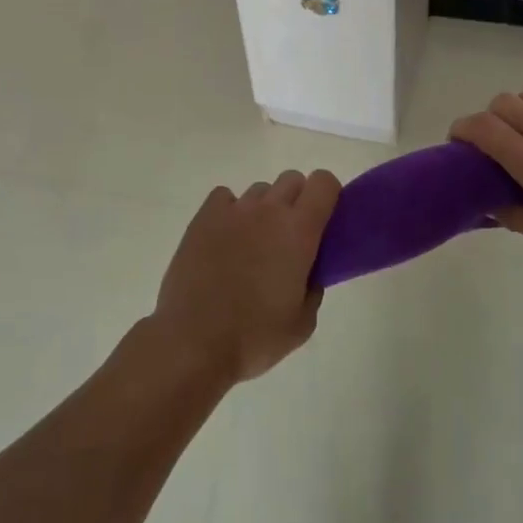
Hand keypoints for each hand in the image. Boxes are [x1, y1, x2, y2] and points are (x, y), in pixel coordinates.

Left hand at [150, 170, 340, 384]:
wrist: (194, 342)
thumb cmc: (255, 337)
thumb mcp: (302, 323)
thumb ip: (313, 288)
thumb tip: (308, 272)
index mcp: (299, 231)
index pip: (323, 183)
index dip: (327, 195)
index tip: (323, 220)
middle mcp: (269, 210)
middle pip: (292, 180)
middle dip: (297, 201)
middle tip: (289, 237)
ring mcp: (234, 210)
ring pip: (259, 190)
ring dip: (263, 209)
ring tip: (252, 244)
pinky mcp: (203, 217)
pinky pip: (224, 197)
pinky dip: (229, 211)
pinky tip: (225, 238)